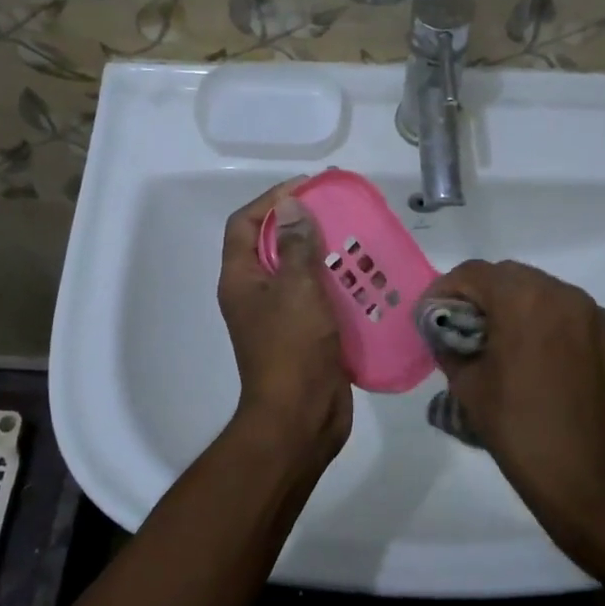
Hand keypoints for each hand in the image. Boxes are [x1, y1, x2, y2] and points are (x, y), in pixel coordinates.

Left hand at [217, 179, 352, 453]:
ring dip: (322, 254)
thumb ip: (294, 245)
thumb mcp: (296, 289)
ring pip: (297, 272)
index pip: (244, 223)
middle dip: (302, 224)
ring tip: (356, 240)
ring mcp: (277, 316)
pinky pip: (316, 298)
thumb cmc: (293, 348)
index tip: (308, 187)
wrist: (301, 418)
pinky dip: (335, 285)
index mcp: (241, 279)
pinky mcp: (302, 335)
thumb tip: (289, 205)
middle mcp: (254, 294)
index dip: (271, 200)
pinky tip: (363, 279)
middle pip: (271, 244)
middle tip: (338, 211)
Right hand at [424, 260, 604, 564]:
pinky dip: (561, 331)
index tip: (434, 315)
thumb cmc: (518, 429)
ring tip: (514, 346)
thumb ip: (449, 345)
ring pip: (551, 295)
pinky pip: (582, 322)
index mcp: (522, 299)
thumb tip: (445, 332)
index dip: (446, 290)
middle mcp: (565, 295)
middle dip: (486, 296)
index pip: (473, 273)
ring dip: (525, 309)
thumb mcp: (467, 386)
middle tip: (470, 329)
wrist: (589, 480)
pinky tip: (553, 366)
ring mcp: (600, 317)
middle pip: (513, 277)